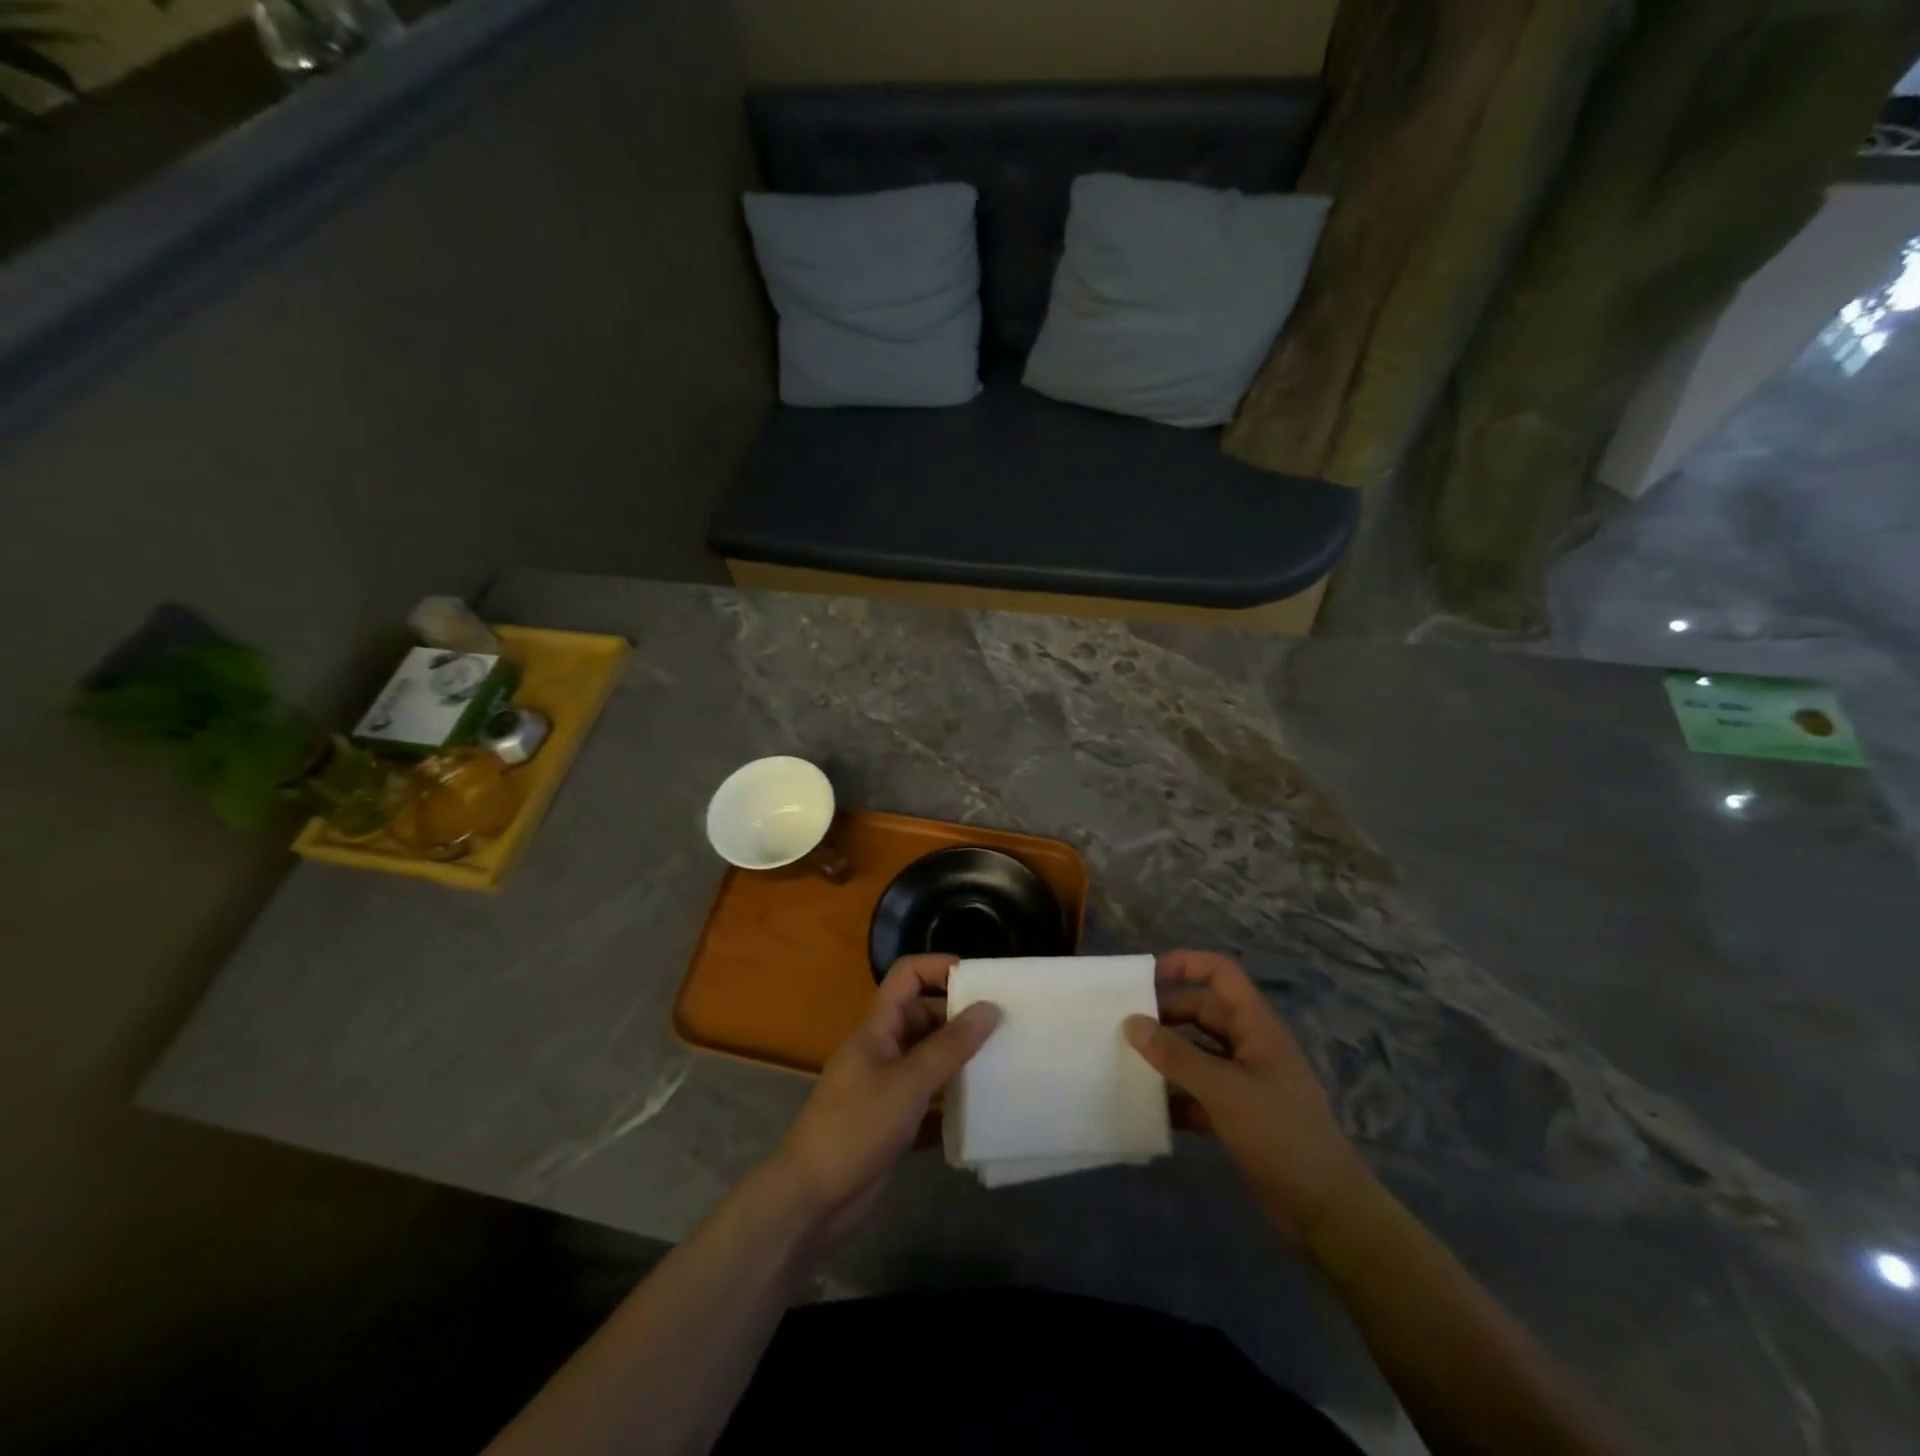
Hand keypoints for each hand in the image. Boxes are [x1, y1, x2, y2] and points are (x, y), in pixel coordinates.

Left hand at [768, 954, 999, 1255]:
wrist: (812, 1200)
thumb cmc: (856, 1127)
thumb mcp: (908, 1083)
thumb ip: (950, 1046)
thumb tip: (990, 1007)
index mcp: (878, 1028)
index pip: (907, 976)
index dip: (939, 967)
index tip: (981, 980)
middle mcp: (882, 1050)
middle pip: (924, 1017)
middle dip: (960, 1018)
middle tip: (1004, 1027)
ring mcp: (886, 1087)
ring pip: (929, 1060)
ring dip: (960, 1061)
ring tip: (1003, 1064)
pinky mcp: (893, 1123)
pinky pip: (930, 1101)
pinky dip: (952, 1104)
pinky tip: (982, 1113)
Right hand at [1124, 950, 1375, 1250]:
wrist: (1327, 1212)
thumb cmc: (1281, 1136)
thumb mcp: (1224, 1091)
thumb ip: (1176, 1056)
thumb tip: (1131, 1022)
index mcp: (1256, 1026)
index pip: (1221, 974)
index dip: (1186, 964)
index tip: (1146, 978)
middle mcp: (1249, 1046)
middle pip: (1201, 1012)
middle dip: (1165, 1015)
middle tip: (1123, 1027)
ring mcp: (1244, 1082)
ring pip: (1196, 1053)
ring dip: (1165, 1056)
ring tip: (1124, 1061)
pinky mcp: (1237, 1116)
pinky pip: (1197, 1092)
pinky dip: (1174, 1095)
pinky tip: (1146, 1107)